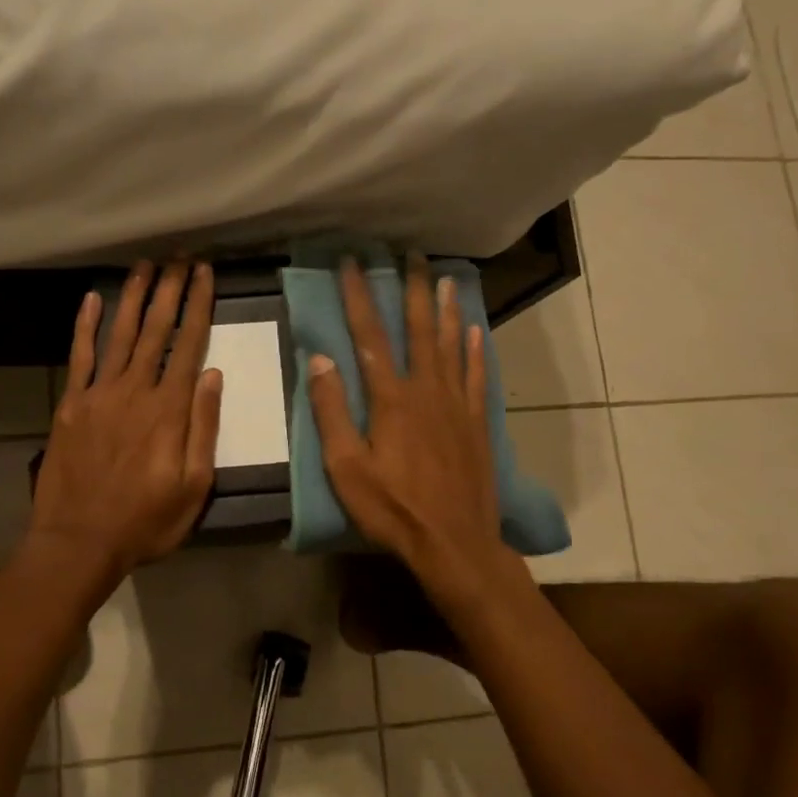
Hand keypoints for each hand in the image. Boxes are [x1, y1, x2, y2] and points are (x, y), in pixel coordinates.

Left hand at [27, 261, 223, 578]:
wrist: (79, 541)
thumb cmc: (146, 521)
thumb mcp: (194, 486)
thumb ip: (204, 428)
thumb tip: (213, 375)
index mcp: (169, 410)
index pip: (189, 344)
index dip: (198, 305)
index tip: (205, 273)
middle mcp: (135, 390)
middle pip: (156, 329)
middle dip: (170, 289)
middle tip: (180, 256)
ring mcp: (99, 394)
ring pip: (120, 333)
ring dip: (134, 296)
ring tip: (145, 264)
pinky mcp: (71, 404)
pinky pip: (80, 356)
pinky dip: (86, 325)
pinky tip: (92, 298)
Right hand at [306, 256, 518, 617]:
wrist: (455, 543)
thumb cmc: (393, 509)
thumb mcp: (346, 468)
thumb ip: (331, 412)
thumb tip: (320, 359)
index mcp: (391, 399)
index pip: (369, 337)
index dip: (359, 297)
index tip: (351, 263)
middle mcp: (427, 390)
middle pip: (418, 329)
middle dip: (413, 288)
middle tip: (412, 253)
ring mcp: (457, 405)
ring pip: (451, 345)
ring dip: (446, 309)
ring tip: (446, 278)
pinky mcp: (477, 423)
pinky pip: (477, 376)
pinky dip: (474, 350)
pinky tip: (474, 331)